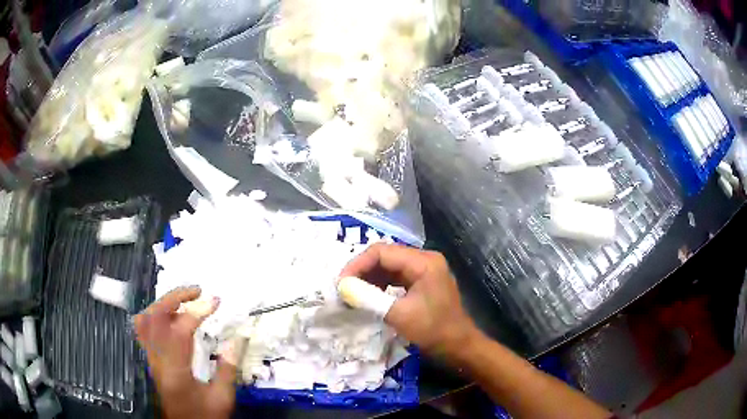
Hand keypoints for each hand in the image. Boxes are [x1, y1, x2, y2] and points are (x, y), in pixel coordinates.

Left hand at [134, 287, 237, 418]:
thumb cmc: (204, 416)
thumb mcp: (222, 398)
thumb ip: (227, 369)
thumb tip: (237, 339)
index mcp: (176, 372)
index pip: (180, 330)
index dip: (197, 311)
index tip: (215, 301)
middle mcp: (157, 360)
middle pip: (155, 317)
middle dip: (175, 297)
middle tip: (197, 291)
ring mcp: (150, 358)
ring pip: (146, 320)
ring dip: (164, 303)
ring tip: (184, 300)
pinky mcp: (150, 359)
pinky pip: (144, 329)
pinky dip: (154, 315)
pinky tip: (169, 316)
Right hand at [339, 244, 477, 358]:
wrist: (459, 346)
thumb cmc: (433, 330)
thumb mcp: (399, 315)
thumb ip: (369, 298)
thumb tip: (342, 288)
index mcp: (423, 262)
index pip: (382, 252)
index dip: (358, 264)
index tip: (341, 283)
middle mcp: (424, 259)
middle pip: (385, 256)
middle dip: (362, 271)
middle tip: (343, 288)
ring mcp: (424, 270)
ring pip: (388, 266)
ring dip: (369, 278)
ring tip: (352, 292)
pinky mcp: (422, 281)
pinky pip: (395, 277)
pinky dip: (380, 285)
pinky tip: (368, 295)